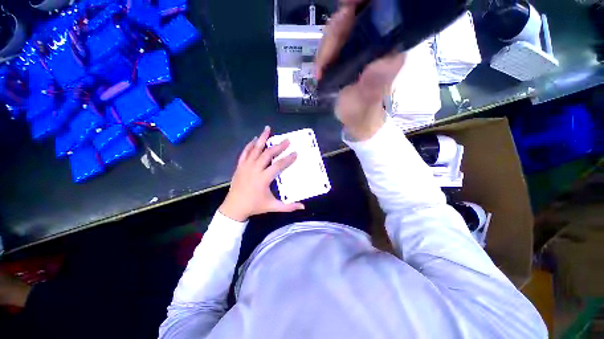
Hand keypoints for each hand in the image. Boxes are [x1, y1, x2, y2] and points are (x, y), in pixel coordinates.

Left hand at [219, 126, 304, 221]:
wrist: (234, 207)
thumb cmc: (255, 206)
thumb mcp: (272, 206)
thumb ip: (288, 207)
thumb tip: (303, 207)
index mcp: (264, 178)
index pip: (278, 165)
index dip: (288, 159)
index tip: (295, 153)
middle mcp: (255, 169)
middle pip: (268, 154)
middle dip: (278, 146)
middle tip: (287, 140)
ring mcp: (246, 166)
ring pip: (255, 149)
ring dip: (262, 139)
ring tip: (268, 129)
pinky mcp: (239, 166)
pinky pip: (244, 153)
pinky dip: (249, 145)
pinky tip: (254, 139)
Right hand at [315, 0, 405, 140]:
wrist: (355, 120)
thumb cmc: (363, 112)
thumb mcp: (367, 100)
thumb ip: (373, 83)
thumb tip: (383, 59)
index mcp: (388, 48)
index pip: (380, 11)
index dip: (361, 5)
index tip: (345, 10)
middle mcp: (377, 42)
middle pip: (355, 16)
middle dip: (335, 33)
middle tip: (324, 60)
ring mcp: (360, 47)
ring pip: (340, 28)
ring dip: (326, 48)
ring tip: (320, 71)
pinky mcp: (348, 54)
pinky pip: (332, 43)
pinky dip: (323, 55)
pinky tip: (320, 71)